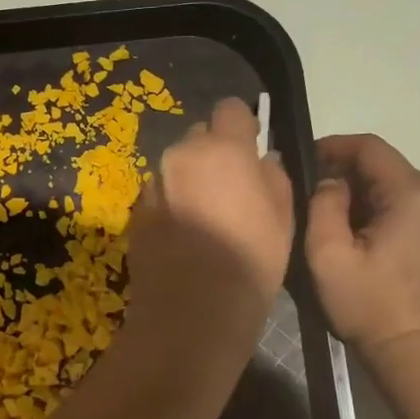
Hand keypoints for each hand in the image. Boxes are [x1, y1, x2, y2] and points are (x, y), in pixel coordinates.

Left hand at [126, 98, 293, 345]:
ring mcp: (153, 184)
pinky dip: (170, 206)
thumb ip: (273, 175)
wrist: (193, 310)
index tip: (249, 148)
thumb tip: (262, 160)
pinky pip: (158, 196)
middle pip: (199, 137)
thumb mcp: (283, 216)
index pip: (231, 108)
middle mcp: (181, 155)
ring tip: (203, 219)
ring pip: (175, 168)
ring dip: (188, 181)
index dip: (242, 126)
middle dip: (212, 154)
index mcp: (222, 148)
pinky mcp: (136, 213)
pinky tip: (182, 238)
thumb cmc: (251, 260)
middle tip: (227, 189)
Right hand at [305, 134, 419, 355]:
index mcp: (413, 192)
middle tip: (308, 194)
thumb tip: (329, 183)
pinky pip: (404, 204)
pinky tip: (355, 233)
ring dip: (359, 193)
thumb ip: (322, 205)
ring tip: (327, 216)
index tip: (302, 159)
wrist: (418, 350)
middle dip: (343, 173)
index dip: (332, 146)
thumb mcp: (328, 254)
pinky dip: (377, 209)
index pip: (369, 147)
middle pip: (382, 165)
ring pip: (392, 185)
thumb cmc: (370, 304)